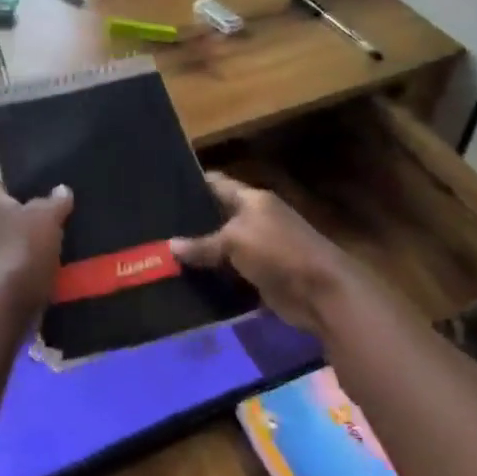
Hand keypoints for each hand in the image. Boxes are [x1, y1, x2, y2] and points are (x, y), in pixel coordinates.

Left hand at [0, 184, 72, 312]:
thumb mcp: (47, 216)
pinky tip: (56, 271)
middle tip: (57, 217)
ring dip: (34, 246)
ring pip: (16, 246)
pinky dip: (35, 270)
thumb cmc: (25, 248)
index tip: (36, 188)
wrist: (10, 301)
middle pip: (8, 218)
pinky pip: (21, 270)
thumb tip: (61, 189)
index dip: (15, 187)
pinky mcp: (0, 285)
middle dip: (29, 219)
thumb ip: (55, 201)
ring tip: (62, 245)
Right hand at [170, 173, 359, 333]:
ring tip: (163, 255)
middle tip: (157, 228)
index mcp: (253, 200)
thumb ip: (202, 244)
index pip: (218, 184)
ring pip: (222, 248)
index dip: (193, 184)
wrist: (319, 292)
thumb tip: (170, 246)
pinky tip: (186, 280)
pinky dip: (214, 278)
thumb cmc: (278, 251)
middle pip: (218, 217)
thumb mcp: (234, 241)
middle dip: (191, 223)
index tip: (162, 189)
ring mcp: (260, 249)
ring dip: (200, 254)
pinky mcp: (261, 276)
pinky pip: (230, 274)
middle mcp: (257, 220)